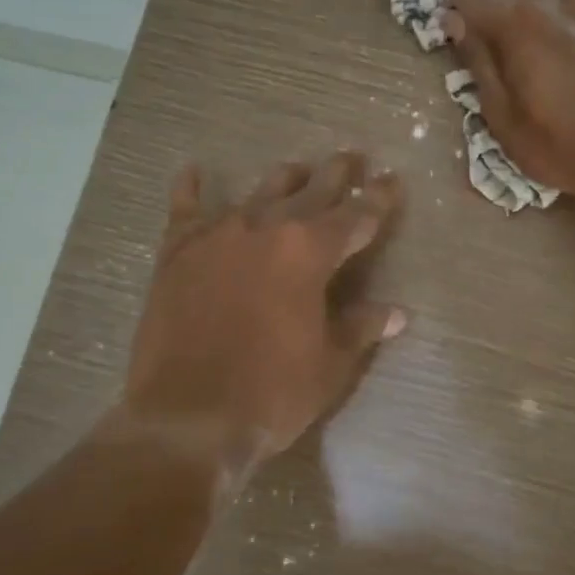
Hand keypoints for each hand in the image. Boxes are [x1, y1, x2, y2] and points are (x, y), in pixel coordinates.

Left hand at [119, 151, 404, 474]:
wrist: (187, 417)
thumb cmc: (272, 392)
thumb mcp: (330, 364)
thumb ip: (361, 328)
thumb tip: (397, 313)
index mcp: (311, 252)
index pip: (357, 216)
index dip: (379, 199)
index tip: (392, 180)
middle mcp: (267, 228)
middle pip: (310, 191)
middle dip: (336, 175)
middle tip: (351, 157)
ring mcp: (218, 236)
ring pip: (258, 193)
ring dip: (284, 179)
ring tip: (297, 167)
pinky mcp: (177, 253)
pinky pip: (185, 210)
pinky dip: (191, 189)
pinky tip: (194, 170)